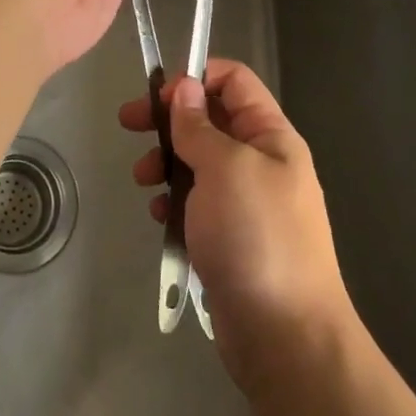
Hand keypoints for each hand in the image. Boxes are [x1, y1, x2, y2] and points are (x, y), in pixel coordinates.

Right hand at [121, 61, 355, 392]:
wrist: (285, 337)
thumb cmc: (256, 237)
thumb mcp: (224, 168)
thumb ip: (199, 125)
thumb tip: (184, 87)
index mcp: (271, 136)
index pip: (234, 81)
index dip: (195, 78)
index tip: (157, 95)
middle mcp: (261, 162)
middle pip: (210, 120)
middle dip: (169, 120)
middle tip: (130, 125)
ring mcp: (246, 202)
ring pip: (198, 162)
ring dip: (167, 162)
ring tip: (144, 180)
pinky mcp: (230, 237)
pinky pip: (196, 203)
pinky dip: (175, 202)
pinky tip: (161, 217)